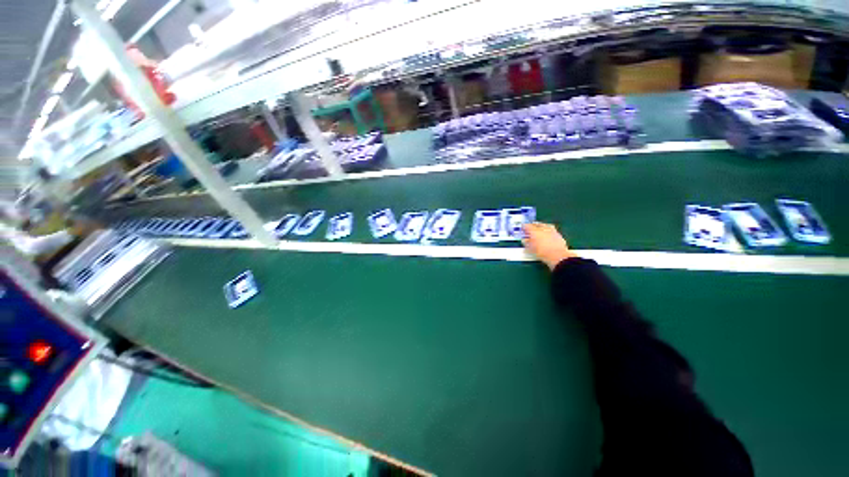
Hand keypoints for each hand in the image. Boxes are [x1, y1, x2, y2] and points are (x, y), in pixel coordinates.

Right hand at [522, 222, 576, 269]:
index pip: (527, 226)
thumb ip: (526, 242)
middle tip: (530, 230)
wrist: (558, 256)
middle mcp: (543, 228)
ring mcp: (551, 230)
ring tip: (538, 231)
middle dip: (532, 226)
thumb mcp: (530, 249)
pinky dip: (547, 231)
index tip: (522, 229)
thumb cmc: (542, 253)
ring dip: (541, 227)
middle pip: (536, 224)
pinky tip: (547, 236)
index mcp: (534, 231)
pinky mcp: (558, 234)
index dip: (523, 227)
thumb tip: (524, 240)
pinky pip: (551, 230)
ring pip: (544, 225)